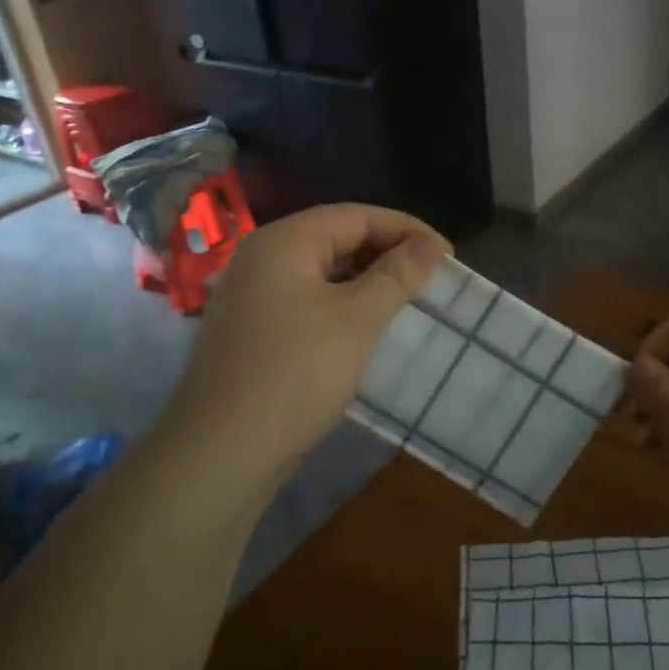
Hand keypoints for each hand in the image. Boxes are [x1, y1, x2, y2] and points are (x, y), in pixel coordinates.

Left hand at [158, 203, 449, 489]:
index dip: (407, 230)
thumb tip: (431, 245)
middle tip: (431, 279)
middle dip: (387, 254)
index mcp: (283, 242)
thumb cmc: (295, 374)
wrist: (221, 453)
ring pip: (322, 273)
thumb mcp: (356, 320)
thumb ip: (397, 275)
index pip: (356, 216)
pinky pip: (307, 302)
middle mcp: (262, 258)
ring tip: (407, 302)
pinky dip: (342, 307)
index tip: (448, 257)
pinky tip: (366, 330)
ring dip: (367, 282)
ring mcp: (253, 297)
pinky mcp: (254, 331)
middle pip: (336, 239)